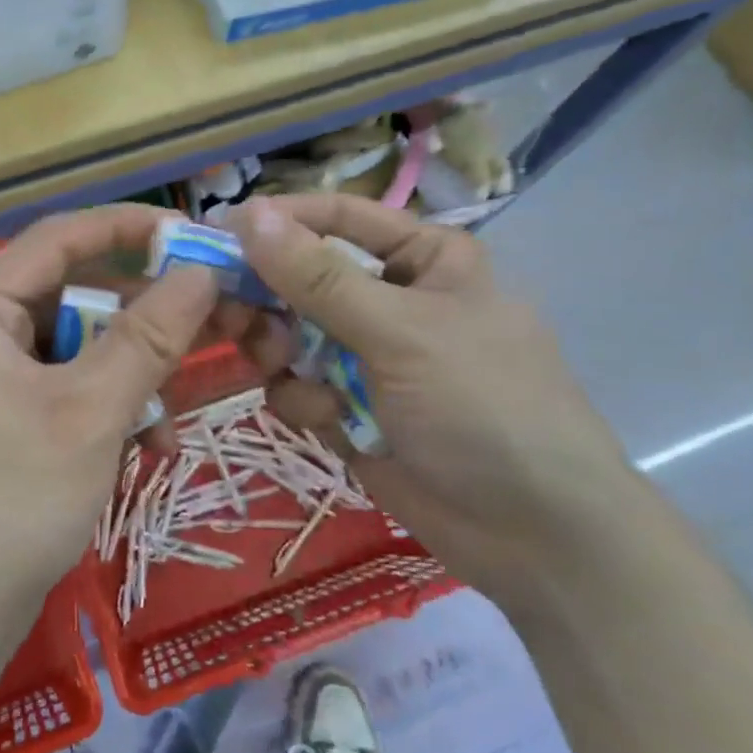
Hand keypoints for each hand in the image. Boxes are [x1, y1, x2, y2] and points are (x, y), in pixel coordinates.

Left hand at [0, 206, 221, 619]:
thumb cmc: (14, 499)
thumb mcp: (91, 411)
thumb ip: (148, 337)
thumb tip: (202, 271)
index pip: (60, 236)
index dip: (126, 226)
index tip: (191, 234)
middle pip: (76, 292)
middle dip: (142, 314)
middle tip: (213, 319)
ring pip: (81, 345)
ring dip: (133, 372)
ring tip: (171, 415)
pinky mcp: (10, 417)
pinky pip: (71, 387)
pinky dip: (112, 405)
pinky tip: (149, 446)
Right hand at [228, 194, 637, 607]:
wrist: (535, 538)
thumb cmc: (482, 406)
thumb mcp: (400, 330)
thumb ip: (317, 277)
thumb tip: (246, 213)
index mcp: (422, 259)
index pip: (336, 218)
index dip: (278, 220)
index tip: (217, 232)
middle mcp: (390, 299)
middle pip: (302, 277)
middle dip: (269, 298)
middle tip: (232, 314)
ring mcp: (368, 356)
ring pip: (289, 334)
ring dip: (282, 352)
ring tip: (288, 370)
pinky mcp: (349, 407)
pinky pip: (297, 385)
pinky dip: (303, 399)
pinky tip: (330, 421)